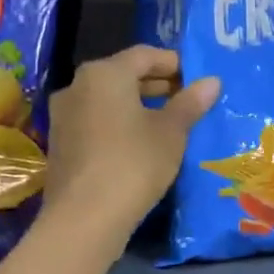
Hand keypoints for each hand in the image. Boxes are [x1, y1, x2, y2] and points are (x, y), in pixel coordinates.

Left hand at [42, 46, 218, 240]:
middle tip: (187, 100)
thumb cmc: (134, 163)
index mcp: (104, 73)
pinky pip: (96, 120)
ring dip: (138, 105)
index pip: (145, 55)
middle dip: (157, 84)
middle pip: (123, 74)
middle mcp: (77, 86)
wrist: (85, 218)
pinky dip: (120, 123)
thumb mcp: (171, 132)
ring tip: (169, 122)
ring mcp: (64, 115)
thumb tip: (212, 81)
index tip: (197, 79)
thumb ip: (190, 103)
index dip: (174, 63)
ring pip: (108, 99)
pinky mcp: (61, 143)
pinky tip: (142, 143)